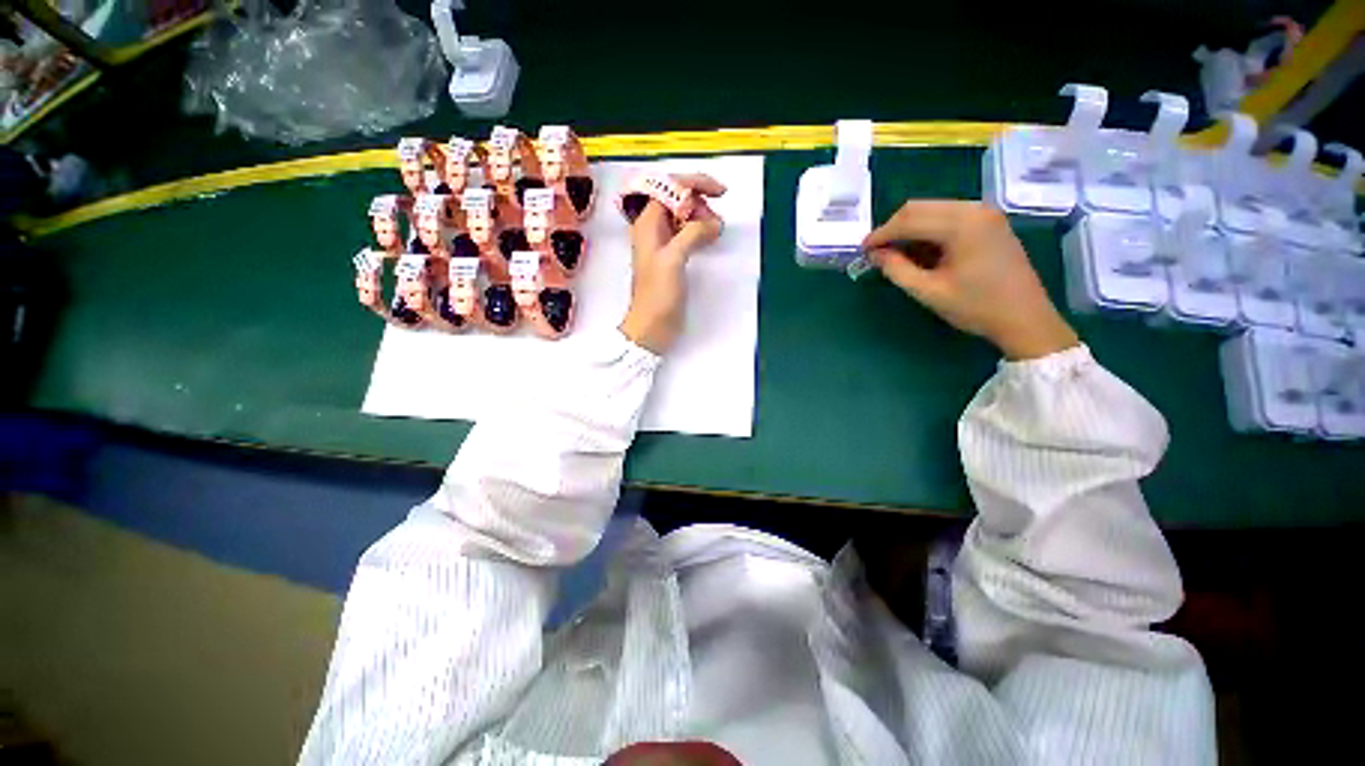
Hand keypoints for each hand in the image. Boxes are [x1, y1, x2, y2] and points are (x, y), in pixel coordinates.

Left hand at [620, 174, 726, 353]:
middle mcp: (653, 228)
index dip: (695, 183)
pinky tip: (710, 239)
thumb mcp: (673, 259)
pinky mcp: (671, 257)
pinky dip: (700, 231)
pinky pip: (686, 233)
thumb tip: (712, 222)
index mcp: (647, 222)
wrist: (652, 326)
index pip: (669, 186)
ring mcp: (662, 243)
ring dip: (701, 217)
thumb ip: (691, 234)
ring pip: (684, 216)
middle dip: (699, 203)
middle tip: (715, 223)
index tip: (720, 193)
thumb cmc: (658, 294)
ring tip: (715, 233)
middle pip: (678, 199)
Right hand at [862, 201, 1077, 360]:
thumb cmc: (976, 307)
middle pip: (919, 208)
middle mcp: (974, 209)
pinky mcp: (989, 221)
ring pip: (933, 209)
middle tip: (876, 252)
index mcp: (961, 225)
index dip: (880, 234)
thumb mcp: (929, 292)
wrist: (1026, 318)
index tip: (862, 251)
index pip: (908, 220)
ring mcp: (985, 213)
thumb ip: (897, 270)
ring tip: (895, 254)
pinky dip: (928, 229)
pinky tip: (920, 250)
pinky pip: (949, 215)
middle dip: (893, 228)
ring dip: (909, 228)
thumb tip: (875, 255)